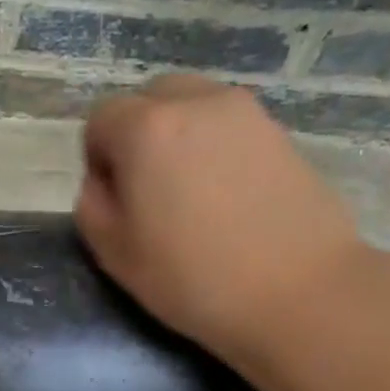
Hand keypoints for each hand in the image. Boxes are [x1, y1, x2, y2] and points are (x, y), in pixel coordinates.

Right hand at [76, 75, 364, 368]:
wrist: (297, 292)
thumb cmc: (191, 278)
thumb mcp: (114, 253)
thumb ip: (92, 205)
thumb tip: (104, 181)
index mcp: (146, 127)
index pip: (101, 119)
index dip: (97, 159)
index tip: (114, 201)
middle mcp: (196, 102)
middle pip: (150, 98)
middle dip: (138, 135)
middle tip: (149, 192)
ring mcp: (246, 113)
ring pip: (194, 107)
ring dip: (179, 139)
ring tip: (192, 195)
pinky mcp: (281, 133)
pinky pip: (230, 128)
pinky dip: (217, 149)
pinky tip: (229, 200)